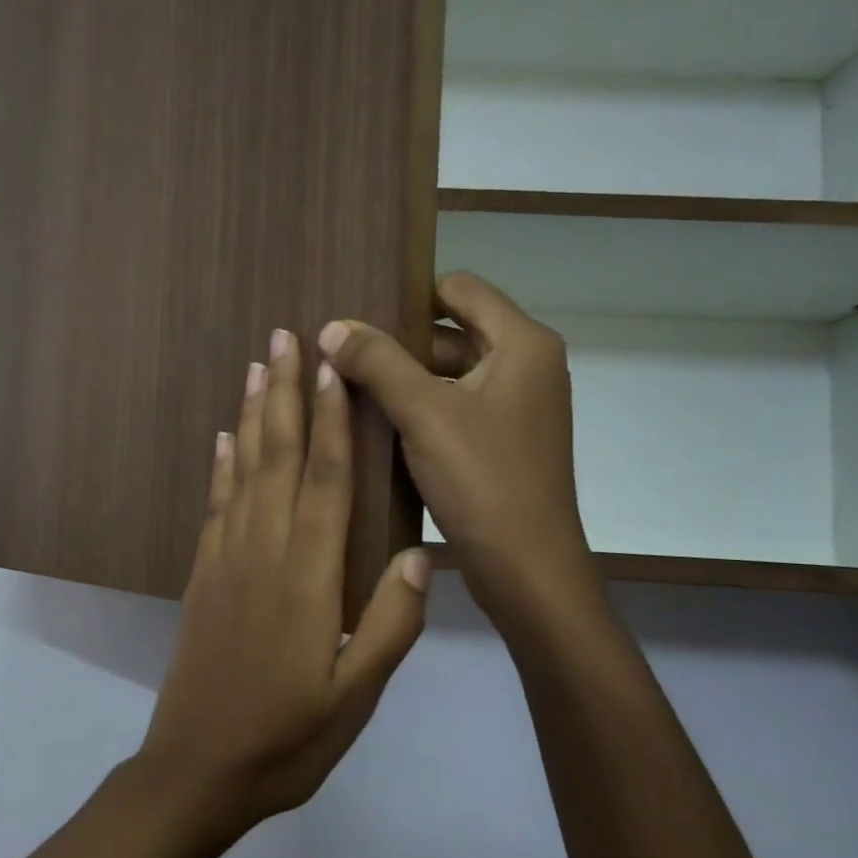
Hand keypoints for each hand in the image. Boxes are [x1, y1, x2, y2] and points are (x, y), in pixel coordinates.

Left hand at [135, 329, 430, 833]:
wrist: (199, 769)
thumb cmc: (288, 739)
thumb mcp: (356, 697)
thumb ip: (391, 625)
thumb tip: (419, 555)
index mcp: (308, 578)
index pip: (324, 480)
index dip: (331, 419)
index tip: (335, 366)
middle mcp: (263, 553)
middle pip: (277, 457)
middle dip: (285, 393)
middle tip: (287, 336)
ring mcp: (226, 561)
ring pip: (242, 471)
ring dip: (251, 415)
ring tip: (257, 366)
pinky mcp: (203, 577)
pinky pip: (215, 506)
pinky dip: (221, 466)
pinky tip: (224, 439)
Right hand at [318, 273, 595, 613]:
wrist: (527, 569)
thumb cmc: (483, 480)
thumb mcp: (424, 412)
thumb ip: (377, 362)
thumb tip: (331, 327)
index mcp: (521, 344)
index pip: (459, 289)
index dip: (408, 295)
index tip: (358, 315)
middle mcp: (525, 366)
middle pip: (451, 330)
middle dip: (397, 342)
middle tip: (340, 354)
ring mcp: (515, 407)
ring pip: (448, 373)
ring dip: (402, 378)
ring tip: (345, 387)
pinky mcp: (501, 441)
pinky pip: (452, 407)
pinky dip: (417, 409)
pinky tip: (374, 424)